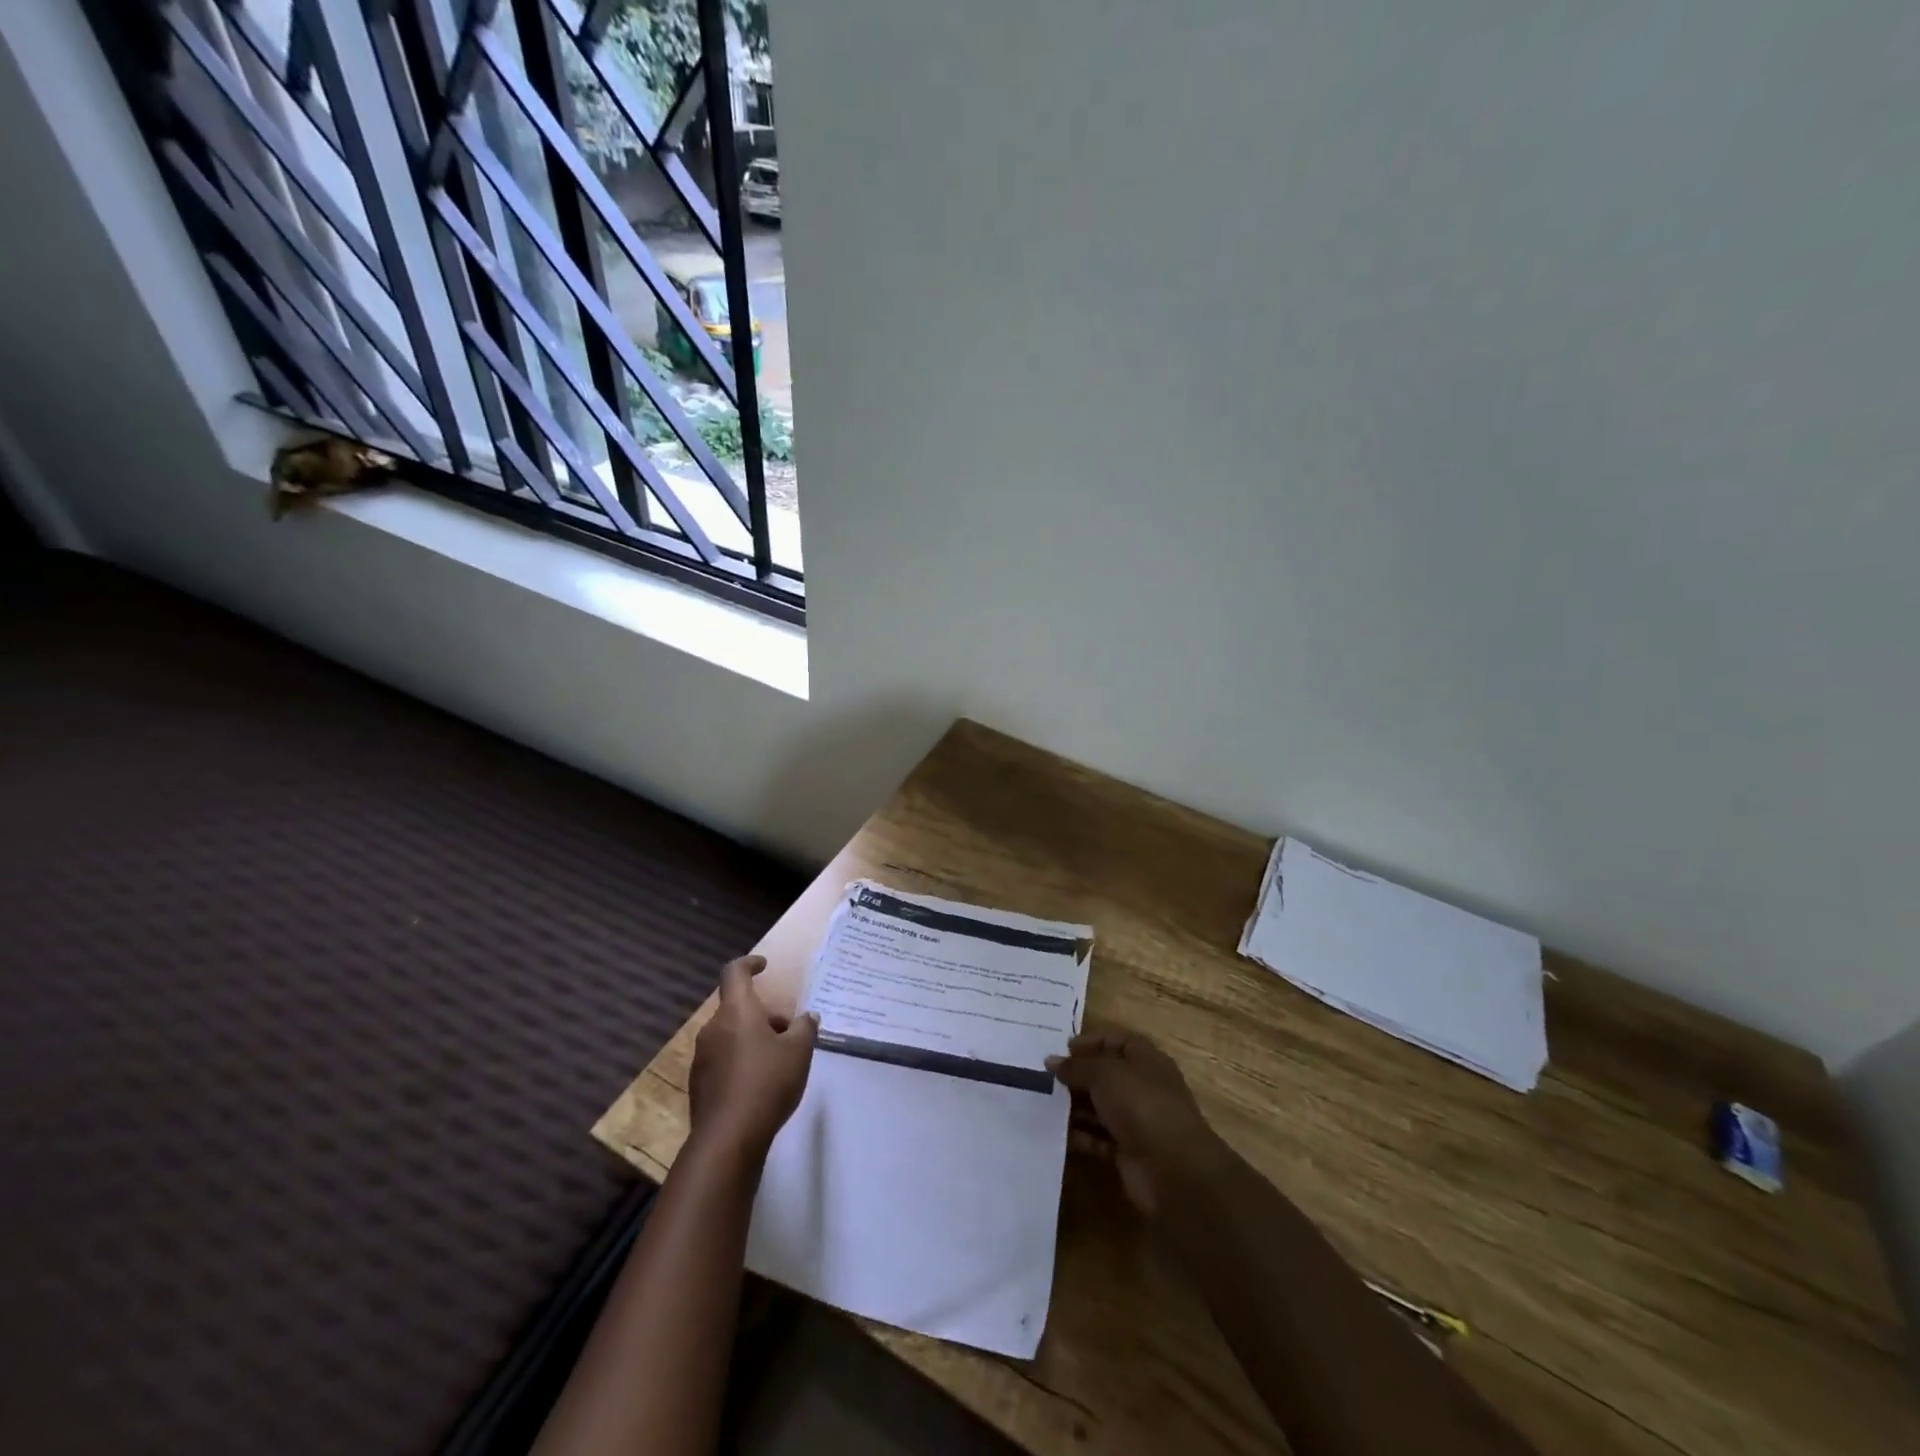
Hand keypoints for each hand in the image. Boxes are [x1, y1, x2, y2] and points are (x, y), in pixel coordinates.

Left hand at [688, 956, 818, 1159]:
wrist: (728, 1138)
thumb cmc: (767, 1083)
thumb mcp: (799, 1052)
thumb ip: (805, 1028)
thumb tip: (807, 1017)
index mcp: (736, 1012)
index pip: (734, 972)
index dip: (749, 964)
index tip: (764, 966)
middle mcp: (714, 1028)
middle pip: (738, 1008)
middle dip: (764, 1015)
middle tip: (789, 1032)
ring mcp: (702, 1057)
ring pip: (731, 1035)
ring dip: (753, 1038)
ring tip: (779, 1060)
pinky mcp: (700, 1084)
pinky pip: (723, 1059)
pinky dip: (741, 1060)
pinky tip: (761, 1083)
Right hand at [1047, 1030, 1230, 1217]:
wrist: (1173, 1170)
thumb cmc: (1142, 1105)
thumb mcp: (1105, 1075)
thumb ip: (1078, 1066)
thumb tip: (1053, 1062)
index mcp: (1148, 1061)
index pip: (1119, 1041)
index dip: (1093, 1041)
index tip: (1064, 1048)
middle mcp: (1144, 1088)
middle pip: (1107, 1075)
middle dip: (1079, 1075)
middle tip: (1045, 1076)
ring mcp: (1139, 1122)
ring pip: (1102, 1108)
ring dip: (1076, 1106)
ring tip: (1044, 1102)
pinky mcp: (1129, 1152)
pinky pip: (1099, 1139)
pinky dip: (1081, 1136)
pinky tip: (1057, 1132)